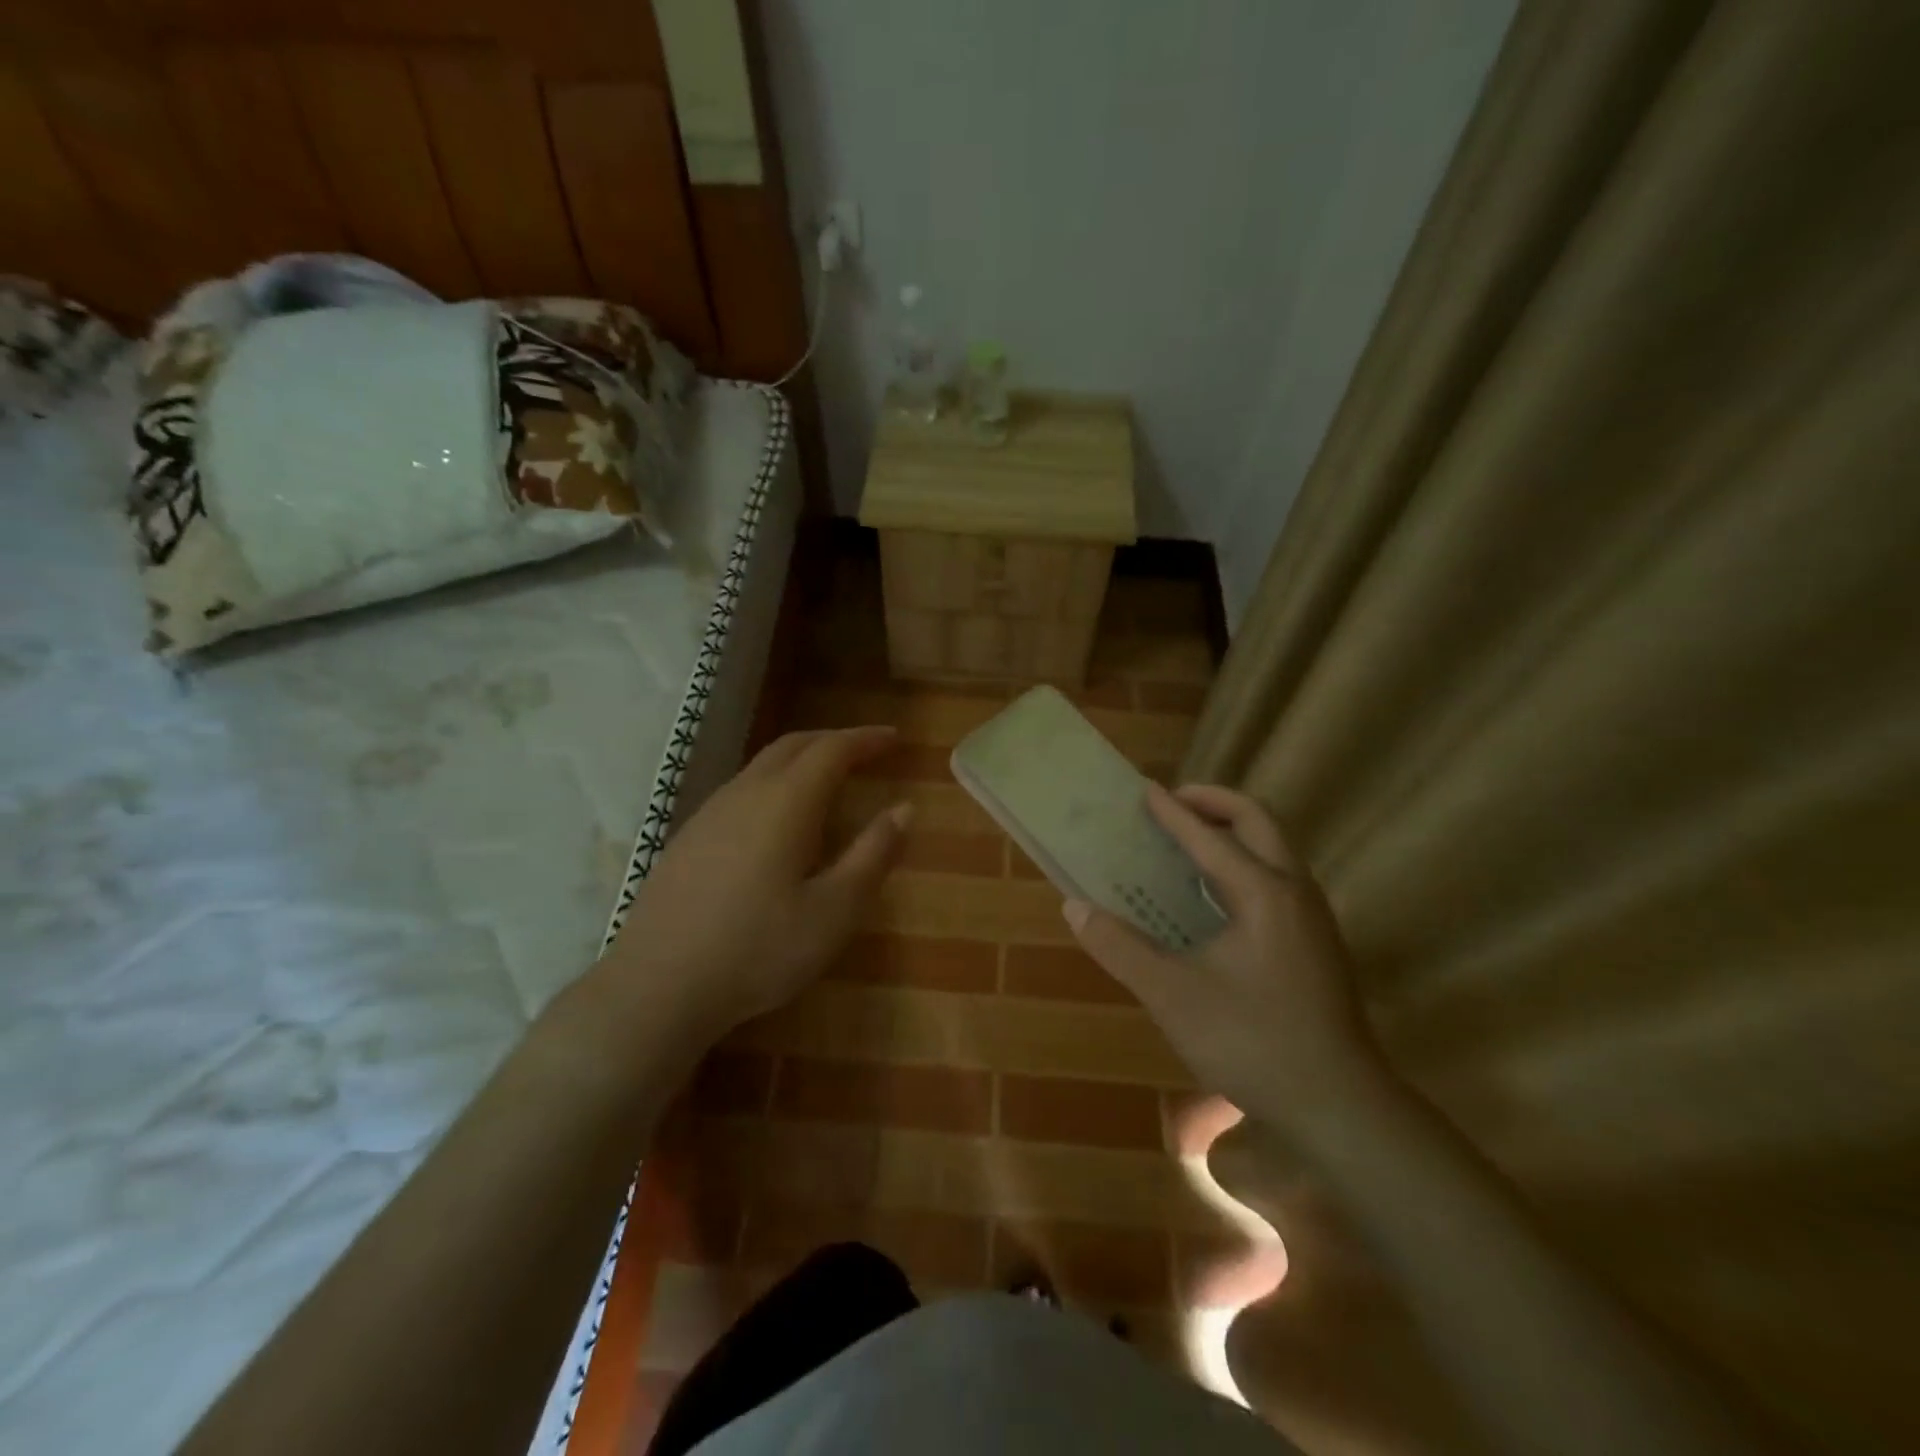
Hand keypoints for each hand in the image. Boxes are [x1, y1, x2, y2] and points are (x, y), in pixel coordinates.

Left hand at [596, 726, 909, 1043]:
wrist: (657, 986)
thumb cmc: (758, 949)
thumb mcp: (834, 910)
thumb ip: (873, 854)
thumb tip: (905, 808)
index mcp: (786, 802)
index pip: (832, 750)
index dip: (866, 739)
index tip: (896, 738)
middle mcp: (745, 794)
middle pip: (793, 746)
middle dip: (834, 741)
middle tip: (867, 750)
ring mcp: (709, 814)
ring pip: (762, 766)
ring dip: (801, 760)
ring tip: (829, 780)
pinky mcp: (687, 839)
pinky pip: (741, 790)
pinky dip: (774, 783)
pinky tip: (777, 821)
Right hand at [1063, 783, 1384, 1134]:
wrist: (1339, 1106)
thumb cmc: (1252, 1041)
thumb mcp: (1172, 995)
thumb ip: (1121, 948)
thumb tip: (1075, 907)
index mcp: (1263, 893)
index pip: (1210, 836)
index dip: (1173, 812)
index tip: (1145, 789)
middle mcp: (1294, 892)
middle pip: (1258, 822)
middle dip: (1215, 803)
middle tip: (1173, 803)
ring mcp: (1312, 918)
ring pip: (1274, 850)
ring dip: (1233, 832)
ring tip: (1189, 840)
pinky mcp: (1316, 944)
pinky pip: (1277, 879)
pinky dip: (1244, 863)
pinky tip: (1215, 897)